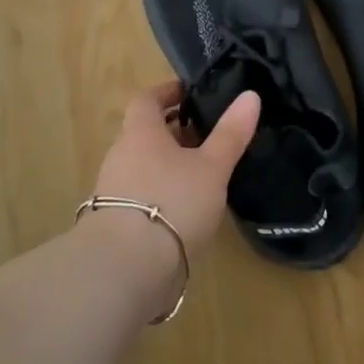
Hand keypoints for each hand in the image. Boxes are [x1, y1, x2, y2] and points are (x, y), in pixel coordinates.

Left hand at [88, 82, 260, 255]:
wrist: (125, 270)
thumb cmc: (172, 203)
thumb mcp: (212, 167)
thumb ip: (230, 133)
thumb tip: (250, 95)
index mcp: (140, 133)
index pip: (147, 100)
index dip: (167, 93)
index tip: (190, 93)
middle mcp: (121, 156)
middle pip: (144, 133)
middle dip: (173, 131)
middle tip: (206, 133)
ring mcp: (113, 191)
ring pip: (143, 164)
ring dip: (168, 163)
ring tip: (202, 172)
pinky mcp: (114, 223)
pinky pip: (140, 193)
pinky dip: (161, 191)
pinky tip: (185, 208)